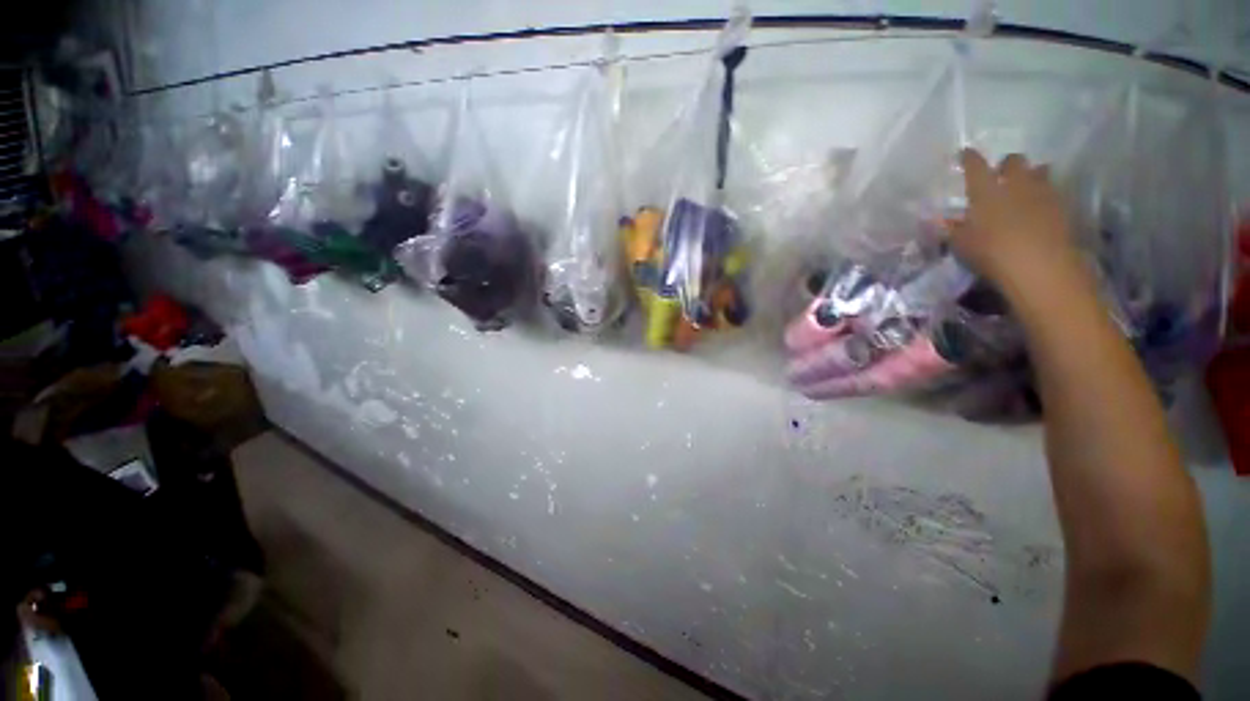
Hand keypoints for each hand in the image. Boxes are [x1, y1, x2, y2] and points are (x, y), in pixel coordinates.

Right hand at [950, 149, 1087, 299]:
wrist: (1040, 265)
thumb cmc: (991, 252)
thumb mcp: (961, 243)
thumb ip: (952, 228)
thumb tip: (940, 220)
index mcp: (986, 190)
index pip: (975, 166)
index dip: (969, 158)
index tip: (965, 153)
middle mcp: (1015, 183)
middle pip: (1014, 161)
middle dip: (1007, 165)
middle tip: (1002, 175)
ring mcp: (1042, 192)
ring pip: (1039, 171)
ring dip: (1031, 176)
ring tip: (1025, 187)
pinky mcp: (1061, 206)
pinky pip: (1052, 191)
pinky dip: (1044, 194)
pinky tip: (1039, 206)